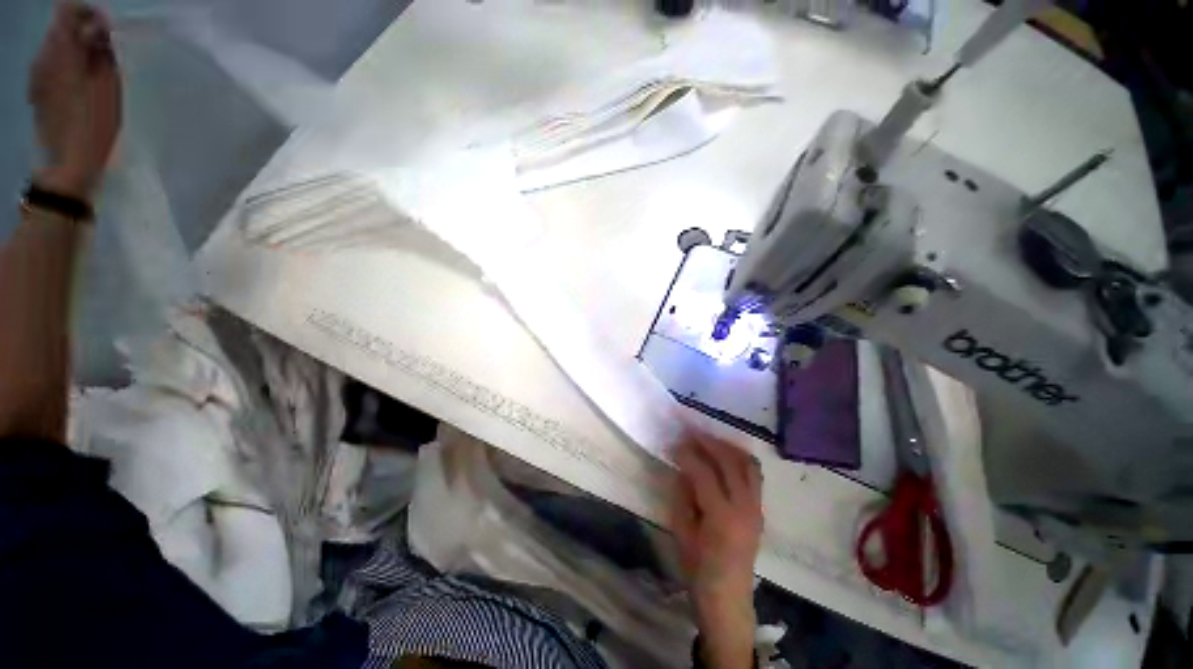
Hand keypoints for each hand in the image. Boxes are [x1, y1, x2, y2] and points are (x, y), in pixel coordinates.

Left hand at [28, 3, 121, 199]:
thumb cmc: (94, 125)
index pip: (68, 9)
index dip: (88, 13)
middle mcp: (44, 56)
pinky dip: (66, 66)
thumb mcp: (108, 85)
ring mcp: (37, 74)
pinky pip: (51, 65)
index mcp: (62, 51)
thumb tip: (99, 28)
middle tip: (104, 51)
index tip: (106, 29)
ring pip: (57, 46)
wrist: (68, 164)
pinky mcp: (37, 89)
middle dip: (83, 32)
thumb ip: (101, 50)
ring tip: (94, 70)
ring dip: (75, 51)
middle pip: (61, 26)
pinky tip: (77, 84)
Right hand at [670, 434, 762, 668]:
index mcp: (722, 517)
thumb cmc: (699, 571)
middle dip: (708, 442)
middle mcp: (745, 507)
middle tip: (690, 432)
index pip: (704, 472)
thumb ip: (682, 495)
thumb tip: (683, 468)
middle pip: (729, 461)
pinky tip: (723, 457)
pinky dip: (739, 459)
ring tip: (708, 440)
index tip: (674, 443)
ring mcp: (757, 508)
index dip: (688, 453)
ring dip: (727, 447)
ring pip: (747, 463)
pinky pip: (753, 474)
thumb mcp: (681, 532)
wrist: (729, 600)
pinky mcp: (760, 509)